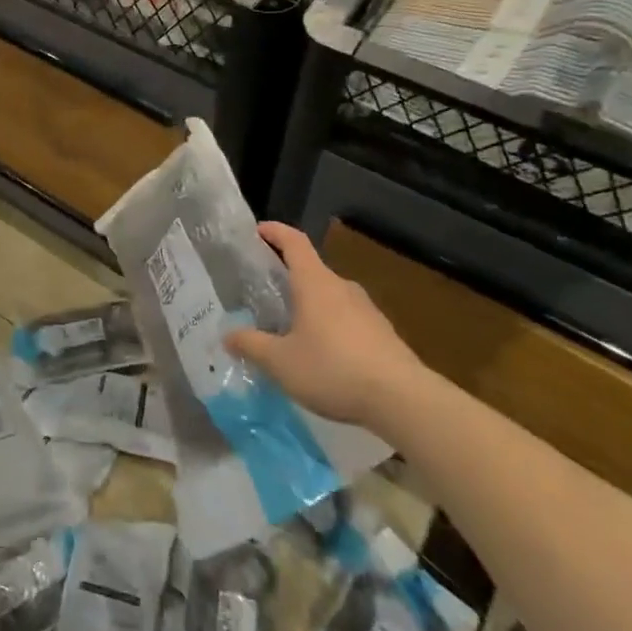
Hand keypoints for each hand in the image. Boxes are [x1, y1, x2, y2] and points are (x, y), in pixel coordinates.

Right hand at [224, 222, 427, 429]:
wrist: (404, 400)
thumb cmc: (333, 368)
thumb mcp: (281, 362)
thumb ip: (251, 345)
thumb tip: (227, 335)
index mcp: (315, 283)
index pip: (294, 242)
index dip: (275, 231)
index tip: (257, 230)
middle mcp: (342, 288)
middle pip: (312, 270)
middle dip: (289, 277)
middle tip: (266, 293)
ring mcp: (367, 310)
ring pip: (331, 297)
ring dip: (311, 305)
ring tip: (292, 329)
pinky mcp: (383, 334)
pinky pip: (349, 320)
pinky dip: (331, 327)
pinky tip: (324, 356)